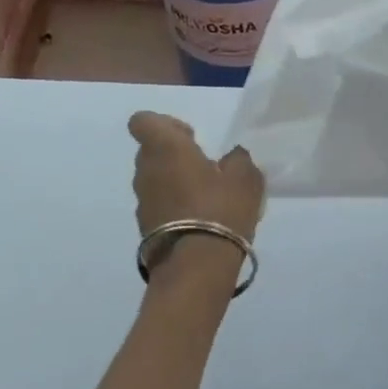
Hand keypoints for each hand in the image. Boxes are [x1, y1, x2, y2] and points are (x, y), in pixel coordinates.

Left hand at [128, 111, 265, 241]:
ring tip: (206, 197)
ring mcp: (142, 202)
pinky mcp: (144, 229)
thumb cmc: (220, 209)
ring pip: (154, 180)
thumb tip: (232, 158)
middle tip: (205, 167)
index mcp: (165, 148)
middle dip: (174, 154)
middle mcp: (146, 171)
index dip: (164, 124)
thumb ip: (238, 160)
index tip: (190, 138)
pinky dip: (174, 207)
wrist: (196, 267)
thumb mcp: (245, 177)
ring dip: (174, 182)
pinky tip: (200, 220)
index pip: (143, 121)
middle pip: (150, 150)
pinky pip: (158, 206)